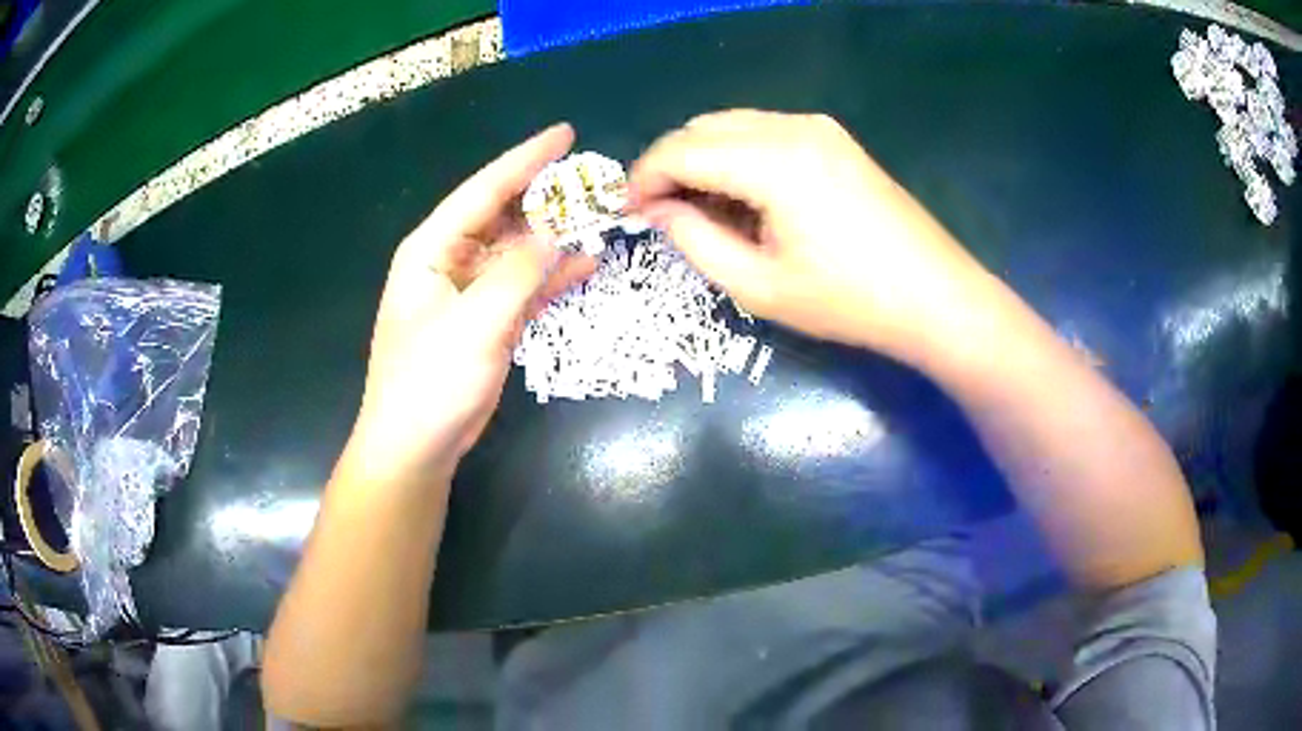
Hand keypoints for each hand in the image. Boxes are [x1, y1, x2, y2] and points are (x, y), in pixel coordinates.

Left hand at [341, 123, 593, 486]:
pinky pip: (525, 285)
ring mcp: (471, 290)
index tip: (566, 134)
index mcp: (433, 248)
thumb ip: (520, 271)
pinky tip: (586, 264)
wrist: (416, 445)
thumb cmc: (431, 382)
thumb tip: (560, 229)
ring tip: (602, 216)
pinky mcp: (488, 319)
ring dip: (556, 235)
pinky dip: (553, 275)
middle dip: (549, 197)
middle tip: (597, 180)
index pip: (485, 190)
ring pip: (520, 249)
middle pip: (506, 214)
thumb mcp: (476, 323)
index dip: (526, 160)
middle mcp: (451, 260)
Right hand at [629, 110, 991, 363]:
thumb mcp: (758, 286)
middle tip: (660, 214)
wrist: (934, 296)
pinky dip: (736, 157)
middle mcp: (792, 126)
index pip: (680, 149)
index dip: (643, 178)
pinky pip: (763, 132)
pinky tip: (742, 197)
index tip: (627, 213)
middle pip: (702, 127)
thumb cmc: (848, 301)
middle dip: (669, 165)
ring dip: (701, 159)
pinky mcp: (833, 138)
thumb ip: (694, 240)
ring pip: (731, 125)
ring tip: (700, 211)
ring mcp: (817, 126)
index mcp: (773, 160)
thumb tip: (658, 210)